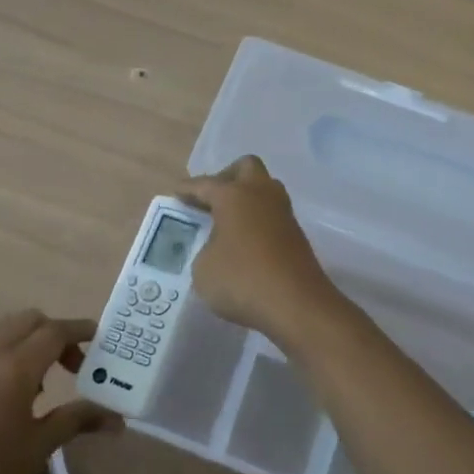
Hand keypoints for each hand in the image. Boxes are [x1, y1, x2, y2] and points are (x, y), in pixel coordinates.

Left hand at [0, 310, 120, 473]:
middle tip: (69, 365)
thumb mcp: (40, 446)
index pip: (55, 331)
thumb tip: (116, 419)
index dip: (80, 331)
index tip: (98, 338)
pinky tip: (0, 383)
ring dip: (25, 338)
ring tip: (35, 379)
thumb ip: (78, 419)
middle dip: (54, 333)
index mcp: (16, 366)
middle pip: (29, 320)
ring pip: (1, 326)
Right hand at [178, 156, 342, 346]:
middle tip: (210, 200)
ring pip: (264, 189)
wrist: (297, 305)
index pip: (205, 184)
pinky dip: (257, 219)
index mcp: (234, 195)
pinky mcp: (296, 234)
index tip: (176, 195)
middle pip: (245, 167)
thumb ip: (204, 250)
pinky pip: (272, 214)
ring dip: (246, 198)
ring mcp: (283, 213)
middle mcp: (261, 194)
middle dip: (226, 178)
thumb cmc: (242, 280)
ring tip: (227, 221)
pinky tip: (245, 241)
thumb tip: (216, 247)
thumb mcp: (203, 269)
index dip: (188, 189)